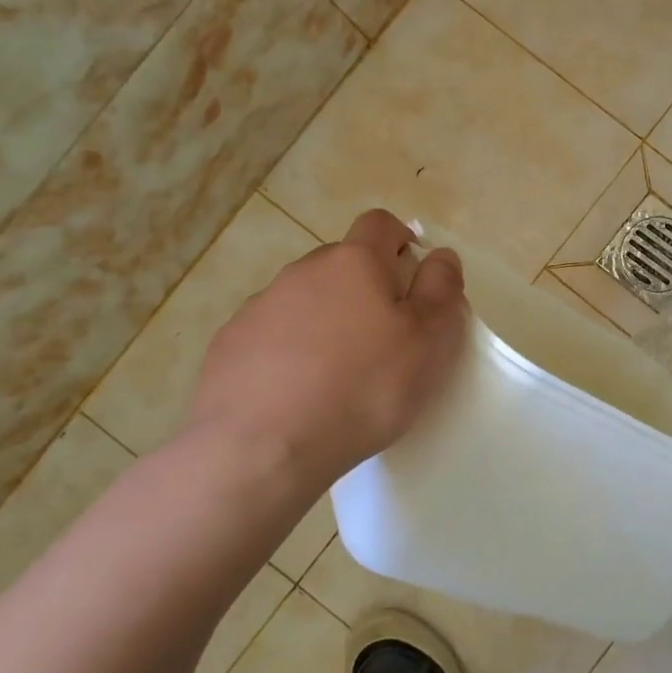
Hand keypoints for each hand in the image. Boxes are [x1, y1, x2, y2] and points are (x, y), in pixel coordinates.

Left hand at [180, 209, 467, 498]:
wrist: (261, 449)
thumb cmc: (364, 388)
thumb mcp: (430, 341)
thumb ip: (442, 289)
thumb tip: (440, 254)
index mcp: (354, 262)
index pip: (381, 223)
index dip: (402, 241)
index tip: (413, 281)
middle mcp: (303, 272)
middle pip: (343, 264)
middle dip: (366, 288)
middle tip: (385, 339)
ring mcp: (260, 307)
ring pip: (306, 300)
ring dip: (327, 322)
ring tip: (339, 376)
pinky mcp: (229, 345)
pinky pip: (272, 335)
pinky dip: (290, 353)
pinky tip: (298, 394)